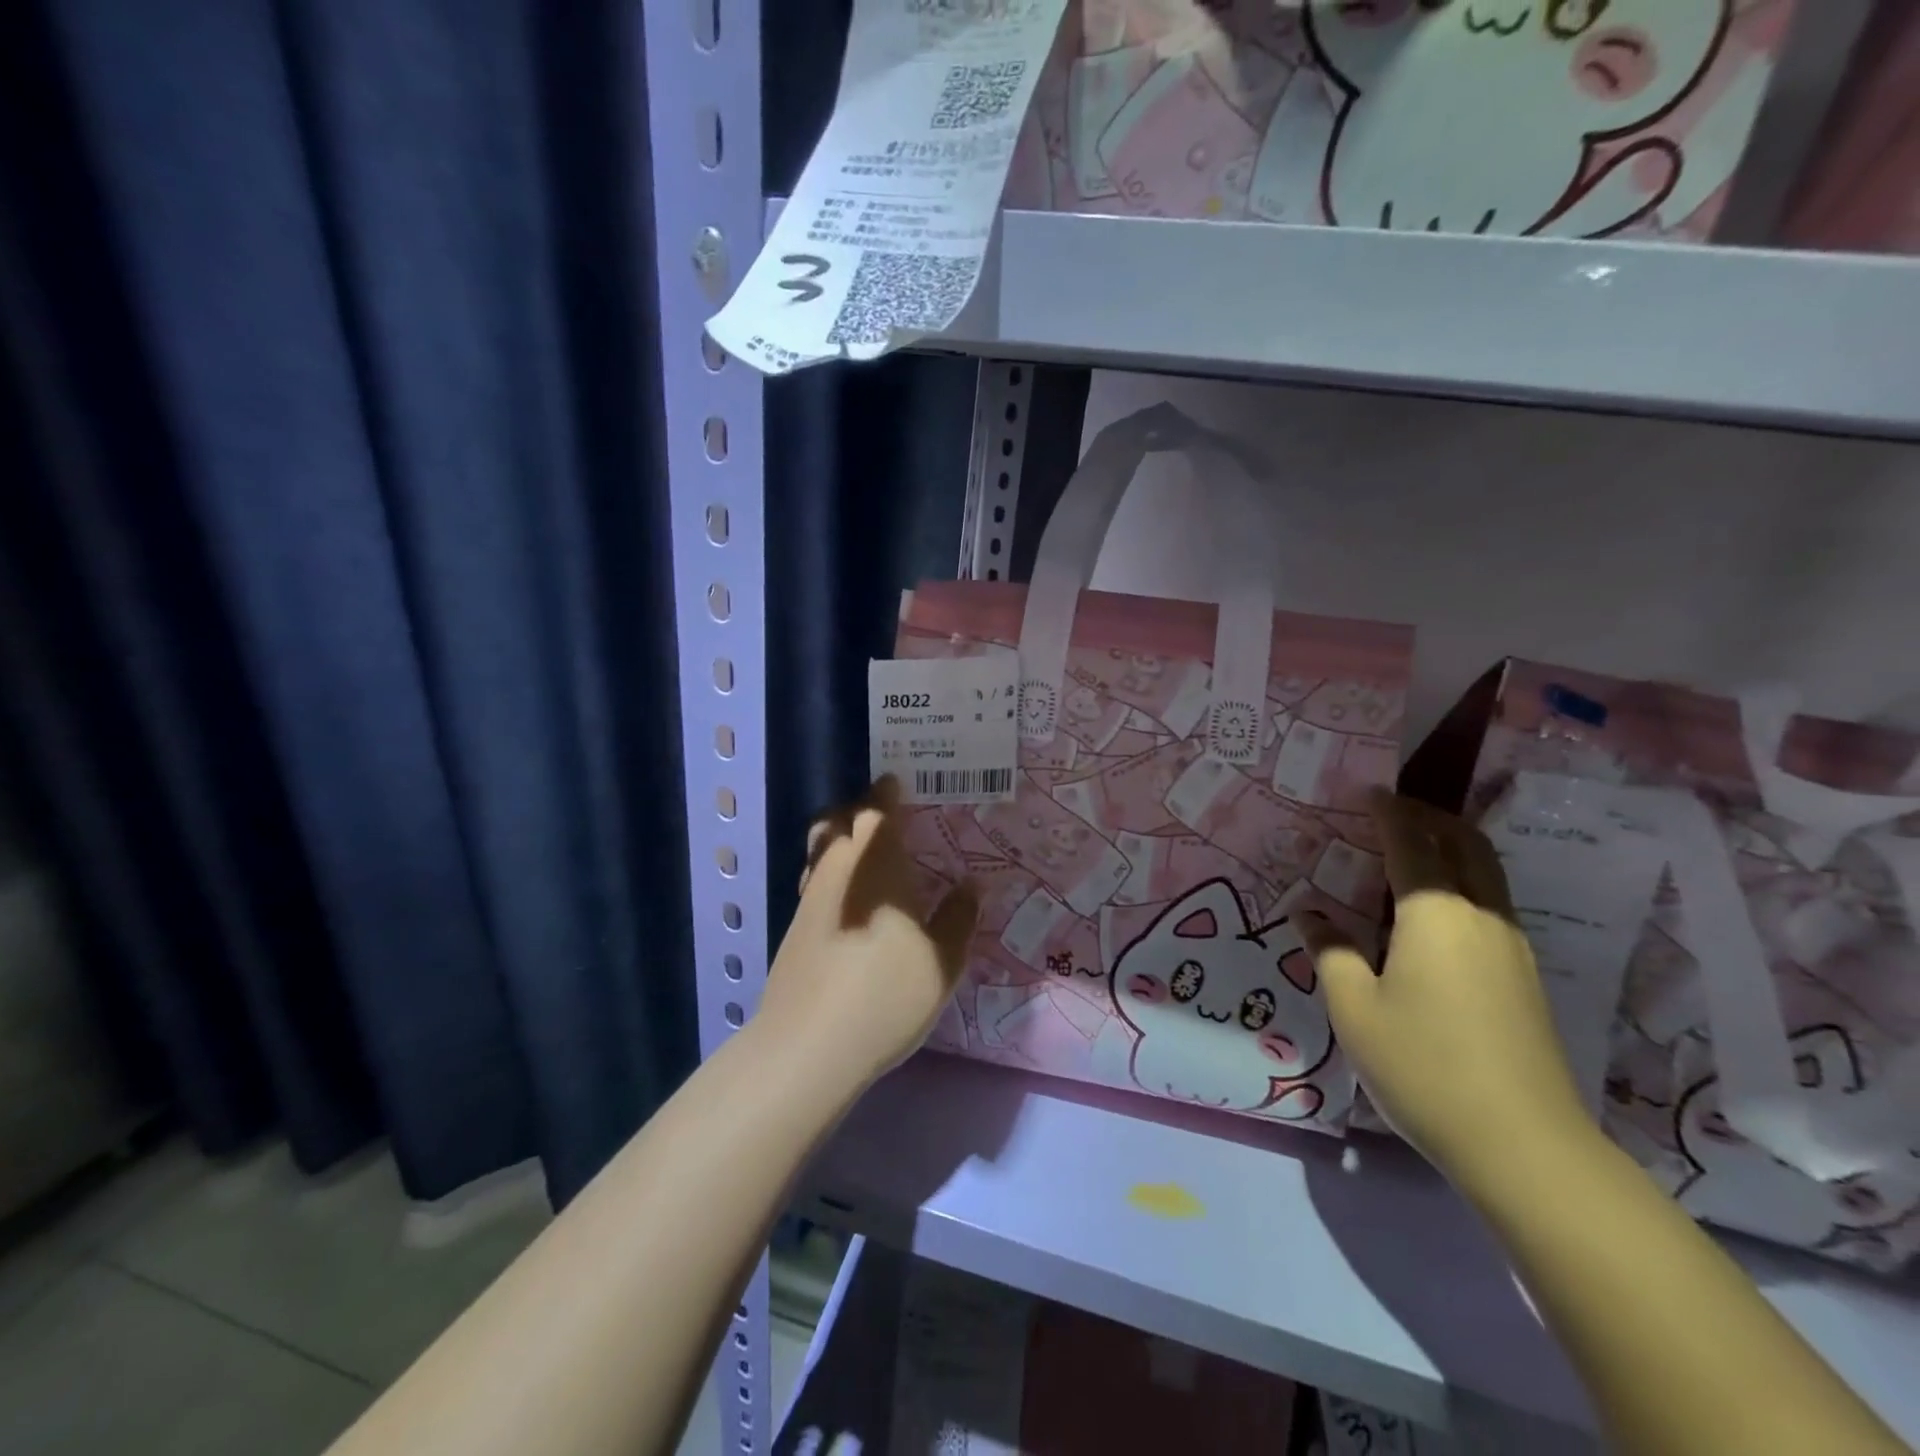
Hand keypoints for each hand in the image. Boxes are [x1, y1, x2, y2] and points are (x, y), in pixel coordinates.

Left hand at [756, 777, 978, 1091]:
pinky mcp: (795, 926)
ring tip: (866, 852)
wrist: (809, 1045)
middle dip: (858, 810)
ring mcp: (811, 897)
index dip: (886, 794)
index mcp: (877, 865)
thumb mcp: (942, 962)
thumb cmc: (885, 994)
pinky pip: (814, 879)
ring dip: (840, 838)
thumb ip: (958, 918)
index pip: (878, 811)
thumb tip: (972, 885)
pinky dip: (830, 871)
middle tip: (885, 816)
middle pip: (838, 821)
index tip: (895, 782)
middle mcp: (838, 870)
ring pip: (821, 849)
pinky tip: (848, 898)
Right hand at [1300, 791, 1587, 1184]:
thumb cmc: (1422, 1065)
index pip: (1412, 842)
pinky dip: (1462, 882)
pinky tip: (1432, 913)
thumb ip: (1329, 950)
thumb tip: (1308, 912)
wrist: (1523, 1144)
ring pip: (1485, 873)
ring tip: (1409, 854)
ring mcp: (1510, 946)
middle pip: (1464, 845)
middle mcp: (1480, 916)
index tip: (1369, 792)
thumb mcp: (1353, 1007)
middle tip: (1392, 813)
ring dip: (1450, 849)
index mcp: (1435, 913)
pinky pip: (1490, 904)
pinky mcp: (1523, 976)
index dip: (1390, 811)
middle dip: (1429, 818)